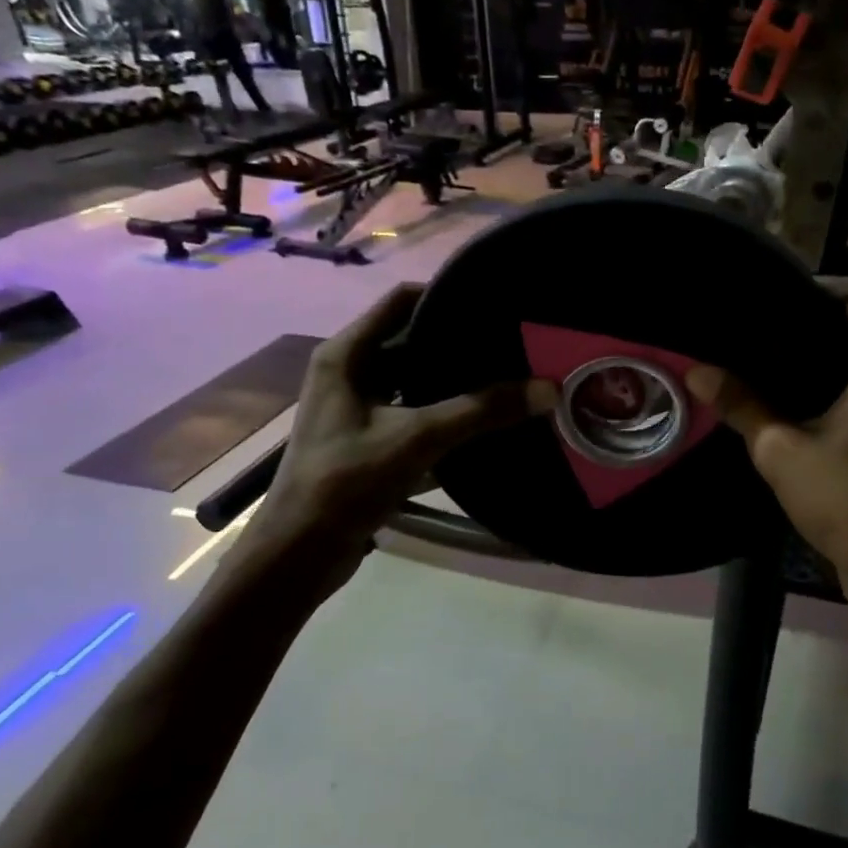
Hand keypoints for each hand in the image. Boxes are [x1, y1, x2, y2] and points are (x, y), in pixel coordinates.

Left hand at [228, 284, 554, 600]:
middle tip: (512, 340)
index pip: (401, 300)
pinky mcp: (368, 437)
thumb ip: (481, 411)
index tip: (494, 299)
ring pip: (415, 377)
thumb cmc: (346, 482)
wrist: (299, 555)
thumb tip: (548, 388)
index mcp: (347, 354)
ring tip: (508, 372)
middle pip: (411, 338)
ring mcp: (357, 406)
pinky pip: (414, 409)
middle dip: (459, 340)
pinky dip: (445, 409)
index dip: (445, 293)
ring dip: (455, 378)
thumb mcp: (417, 439)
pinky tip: (485, 416)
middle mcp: (349, 371)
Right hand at [686, 279, 847, 632]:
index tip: (775, 299)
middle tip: (762, 325)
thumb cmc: (847, 499)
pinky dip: (838, 375)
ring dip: (825, 350)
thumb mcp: (781, 450)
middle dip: (814, 318)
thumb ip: (741, 404)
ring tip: (770, 354)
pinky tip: (795, 393)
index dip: (820, 287)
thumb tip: (696, 370)